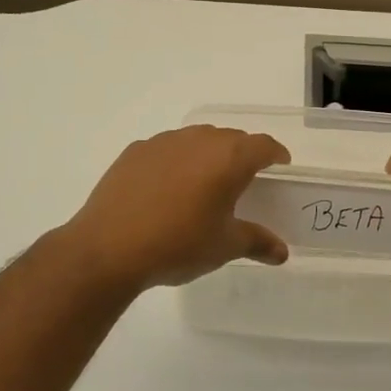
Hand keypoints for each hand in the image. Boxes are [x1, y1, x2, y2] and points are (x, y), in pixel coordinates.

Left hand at [54, 126, 291, 289]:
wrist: (108, 247)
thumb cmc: (178, 244)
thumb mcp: (224, 247)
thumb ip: (257, 242)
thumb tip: (282, 252)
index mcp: (229, 158)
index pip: (263, 145)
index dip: (275, 154)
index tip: (280, 165)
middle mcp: (199, 139)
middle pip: (231, 138)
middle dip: (242, 154)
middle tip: (244, 180)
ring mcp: (164, 141)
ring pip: (197, 139)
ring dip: (208, 155)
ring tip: (205, 183)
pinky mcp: (136, 151)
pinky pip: (167, 149)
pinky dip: (176, 161)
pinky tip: (167, 188)